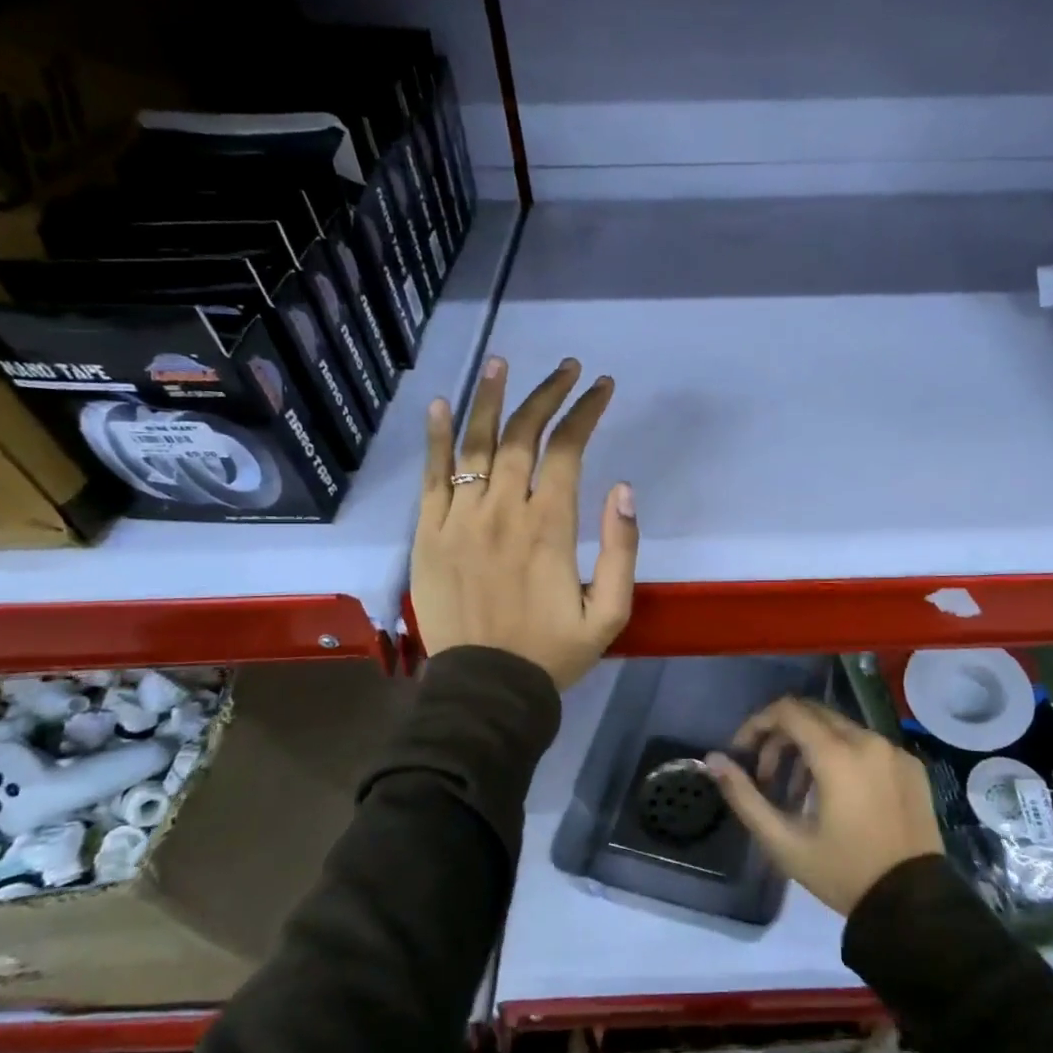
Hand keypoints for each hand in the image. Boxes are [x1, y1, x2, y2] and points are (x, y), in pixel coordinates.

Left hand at [411, 355, 637, 690]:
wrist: (487, 690)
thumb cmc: (554, 652)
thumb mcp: (611, 613)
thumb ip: (623, 550)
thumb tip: (623, 489)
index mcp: (549, 528)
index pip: (567, 450)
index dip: (586, 412)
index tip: (602, 387)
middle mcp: (503, 512)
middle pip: (522, 436)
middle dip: (547, 394)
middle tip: (566, 368)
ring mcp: (459, 519)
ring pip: (475, 445)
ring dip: (490, 398)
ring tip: (501, 362)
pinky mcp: (428, 534)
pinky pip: (432, 477)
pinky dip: (437, 438)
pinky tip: (443, 404)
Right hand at [707, 697, 944, 916]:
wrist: (914, 906)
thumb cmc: (844, 874)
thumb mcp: (785, 843)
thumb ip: (745, 797)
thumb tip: (713, 760)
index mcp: (838, 754)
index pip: (788, 710)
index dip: (758, 723)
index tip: (742, 752)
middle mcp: (869, 740)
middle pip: (813, 714)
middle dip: (781, 737)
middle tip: (766, 775)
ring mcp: (894, 750)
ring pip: (840, 728)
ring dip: (811, 748)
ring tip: (798, 793)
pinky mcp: (912, 765)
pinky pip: (867, 745)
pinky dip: (843, 757)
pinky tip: (837, 797)